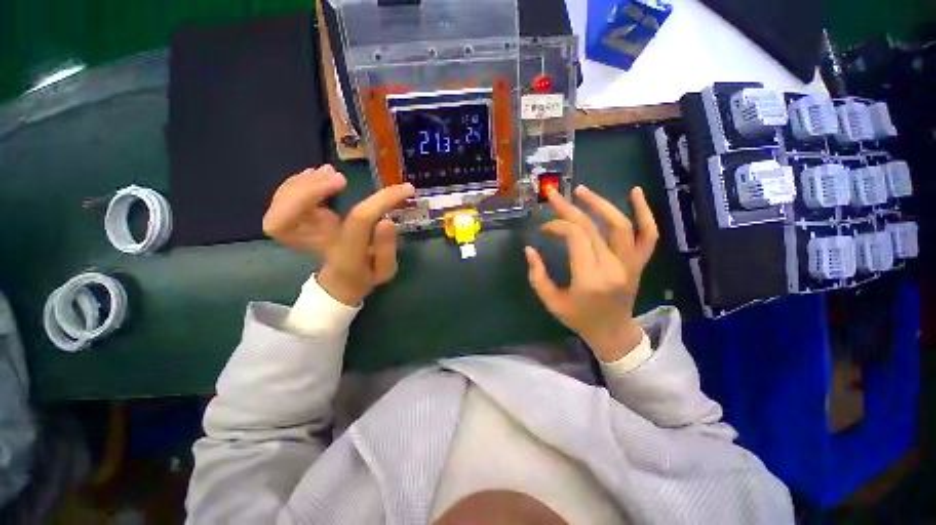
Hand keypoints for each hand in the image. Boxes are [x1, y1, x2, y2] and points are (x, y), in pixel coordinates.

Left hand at [264, 165, 415, 305]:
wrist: (339, 283)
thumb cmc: (364, 274)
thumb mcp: (384, 270)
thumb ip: (386, 249)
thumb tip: (386, 221)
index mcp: (345, 257)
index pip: (360, 223)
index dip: (382, 201)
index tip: (405, 189)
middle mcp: (316, 246)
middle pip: (288, 219)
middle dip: (311, 192)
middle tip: (341, 178)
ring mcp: (298, 235)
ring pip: (281, 206)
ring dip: (305, 183)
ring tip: (330, 172)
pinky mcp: (292, 223)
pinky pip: (281, 200)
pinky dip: (296, 182)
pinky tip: (315, 173)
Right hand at [524, 185, 658, 361]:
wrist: (612, 332)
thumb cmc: (579, 319)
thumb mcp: (551, 301)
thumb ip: (537, 275)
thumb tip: (529, 249)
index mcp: (589, 279)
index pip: (575, 238)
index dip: (557, 226)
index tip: (543, 228)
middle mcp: (613, 268)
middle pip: (592, 227)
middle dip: (569, 209)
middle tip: (553, 195)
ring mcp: (631, 264)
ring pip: (620, 225)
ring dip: (600, 203)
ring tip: (581, 190)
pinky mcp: (639, 263)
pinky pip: (649, 234)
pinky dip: (645, 212)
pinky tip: (635, 191)